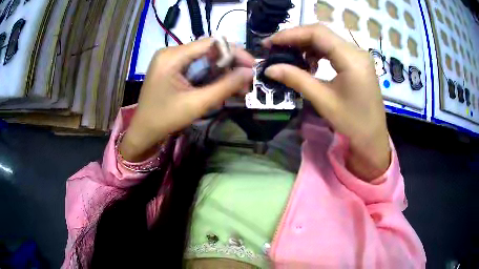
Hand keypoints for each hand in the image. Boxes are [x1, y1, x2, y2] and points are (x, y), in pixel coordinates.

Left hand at [120, 39, 253, 161]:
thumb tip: (249, 72)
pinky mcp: (172, 67)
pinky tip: (223, 84)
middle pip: (208, 50)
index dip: (234, 52)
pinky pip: (196, 65)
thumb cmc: (165, 119)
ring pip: (204, 58)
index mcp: (172, 56)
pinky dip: (211, 74)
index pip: (210, 44)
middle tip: (247, 79)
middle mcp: (171, 52)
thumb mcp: (197, 104)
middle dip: (230, 64)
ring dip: (223, 71)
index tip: (252, 65)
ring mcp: (170, 59)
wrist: (143, 132)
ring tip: (239, 86)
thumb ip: (225, 86)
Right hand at [263, 24, 390, 180]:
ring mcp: (358, 56)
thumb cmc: (352, 123)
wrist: (373, 138)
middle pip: (322, 33)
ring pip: (327, 40)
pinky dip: (317, 52)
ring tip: (289, 56)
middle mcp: (356, 51)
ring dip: (306, 45)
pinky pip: (334, 49)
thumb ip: (296, 79)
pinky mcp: (357, 62)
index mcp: (351, 59)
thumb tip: (269, 69)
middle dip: (296, 38)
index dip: (290, 34)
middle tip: (275, 48)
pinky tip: (309, 64)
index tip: (270, 43)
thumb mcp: (323, 100)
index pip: (317, 33)